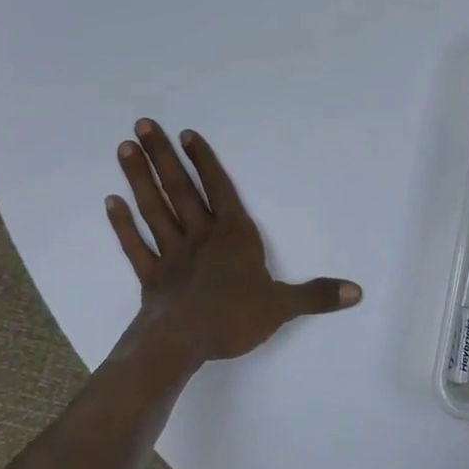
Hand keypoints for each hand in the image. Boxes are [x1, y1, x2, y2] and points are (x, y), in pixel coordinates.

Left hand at [106, 120, 361, 365]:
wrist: (182, 344)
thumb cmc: (234, 318)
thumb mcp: (283, 306)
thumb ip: (317, 295)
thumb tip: (357, 292)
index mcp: (234, 236)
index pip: (219, 189)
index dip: (204, 161)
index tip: (185, 135)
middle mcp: (201, 236)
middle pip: (181, 189)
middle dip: (163, 156)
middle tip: (142, 124)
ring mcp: (172, 254)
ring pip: (155, 209)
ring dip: (140, 179)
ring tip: (125, 149)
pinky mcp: (152, 276)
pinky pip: (136, 246)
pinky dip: (123, 225)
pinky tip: (111, 203)